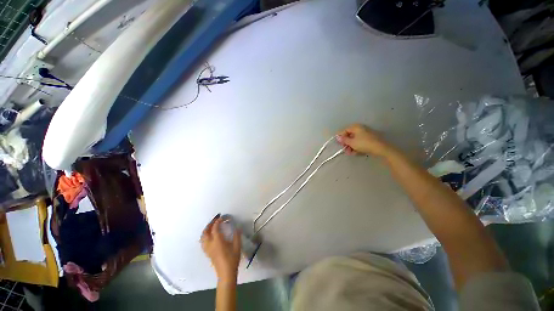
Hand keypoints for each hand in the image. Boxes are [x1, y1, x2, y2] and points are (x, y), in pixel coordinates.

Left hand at [201, 214, 241, 282]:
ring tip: (211, 226)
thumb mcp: (237, 248)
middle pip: (207, 230)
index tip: (223, 217)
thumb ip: (236, 237)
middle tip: (216, 219)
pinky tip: (208, 236)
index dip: (218, 221)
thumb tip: (237, 228)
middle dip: (211, 223)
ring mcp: (207, 247)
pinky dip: (205, 235)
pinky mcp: (206, 252)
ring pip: (203, 235)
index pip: (215, 227)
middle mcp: (209, 242)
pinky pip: (202, 240)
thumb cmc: (232, 260)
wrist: (225, 272)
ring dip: (206, 228)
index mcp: (217, 240)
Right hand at [337, 124, 392, 156]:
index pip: (344, 130)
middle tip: (346, 151)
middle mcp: (360, 128)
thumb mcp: (352, 142)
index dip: (340, 137)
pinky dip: (357, 147)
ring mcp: (365, 134)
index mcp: (355, 127)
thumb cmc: (364, 144)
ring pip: (355, 140)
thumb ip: (344, 140)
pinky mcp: (369, 139)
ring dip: (352, 146)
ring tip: (351, 153)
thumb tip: (337, 137)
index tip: (339, 144)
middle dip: (347, 143)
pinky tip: (357, 152)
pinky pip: (360, 142)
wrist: (379, 148)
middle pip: (350, 135)